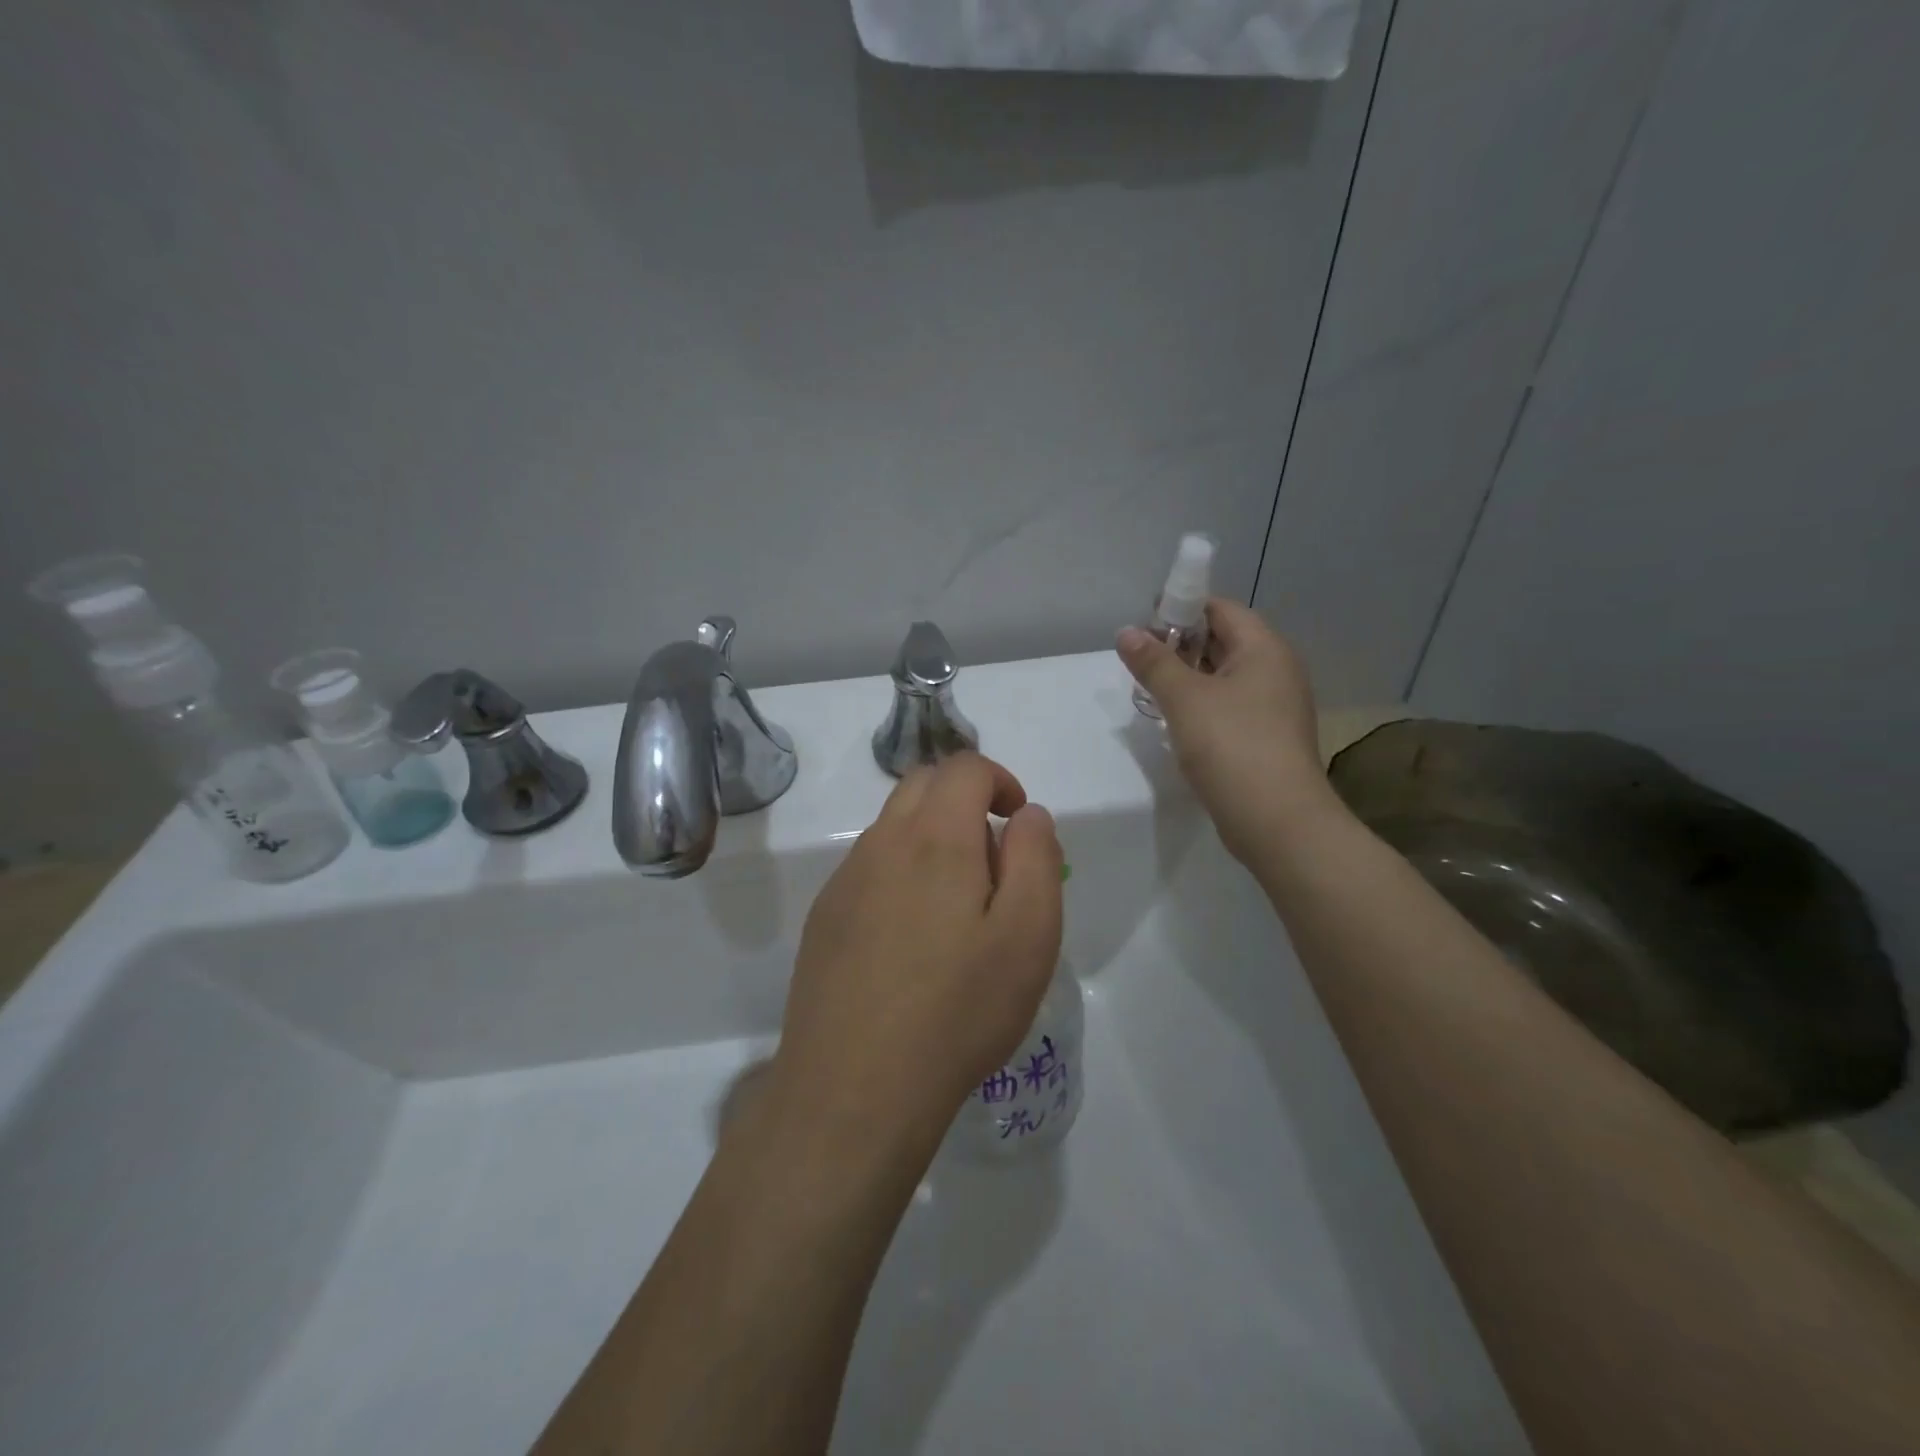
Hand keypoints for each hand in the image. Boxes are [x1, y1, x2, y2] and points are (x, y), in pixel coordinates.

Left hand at [768, 753, 1063, 1158]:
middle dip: (964, 800)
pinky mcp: (824, 917)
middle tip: (993, 859)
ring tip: (957, 907)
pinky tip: (912, 940)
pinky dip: (900, 872)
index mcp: (934, 837)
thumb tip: (1028, 814)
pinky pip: (868, 868)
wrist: (855, 1088)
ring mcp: (845, 880)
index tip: (1018, 822)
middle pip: (922, 785)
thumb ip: (1036, 858)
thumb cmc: (958, 1010)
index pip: (964, 768)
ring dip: (931, 837)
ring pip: (893, 826)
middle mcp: (882, 844)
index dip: (1000, 780)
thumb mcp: (1028, 935)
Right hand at [1118, 599, 1334, 864]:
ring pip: (1225, 677)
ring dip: (1188, 678)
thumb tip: (1127, 632)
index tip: (1144, 622)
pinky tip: (1175, 721)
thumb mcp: (1184, 699)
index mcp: (1264, 649)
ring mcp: (1274, 707)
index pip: (1221, 609)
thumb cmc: (1231, 746)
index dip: (1182, 607)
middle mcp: (1276, 671)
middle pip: (1224, 641)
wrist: (1277, 821)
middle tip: (1140, 657)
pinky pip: (1230, 707)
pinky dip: (1202, 705)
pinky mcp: (1267, 738)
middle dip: (1181, 644)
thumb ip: (1153, 662)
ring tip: (1149, 687)